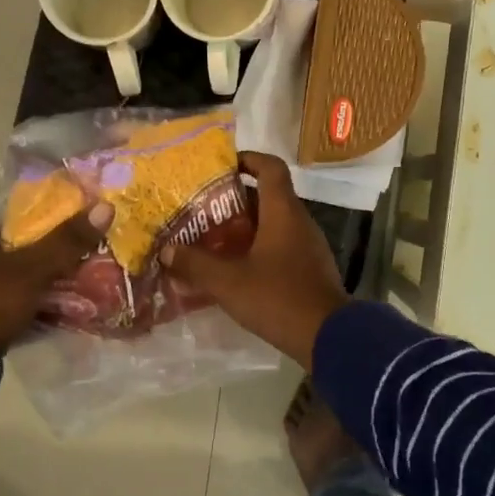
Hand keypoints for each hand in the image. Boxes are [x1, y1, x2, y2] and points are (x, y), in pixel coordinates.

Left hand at [0, 204, 112, 352]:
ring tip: (74, 288)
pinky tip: (55, 314)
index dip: (42, 225)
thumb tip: (104, 207)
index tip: (72, 233)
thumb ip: (67, 240)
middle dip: (43, 259)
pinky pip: (7, 309)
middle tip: (77, 262)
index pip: (10, 222)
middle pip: (12, 254)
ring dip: (38, 287)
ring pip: (11, 283)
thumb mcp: (33, 267)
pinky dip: (28, 310)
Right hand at [160, 153, 348, 368]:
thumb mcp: (228, 282)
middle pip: (268, 196)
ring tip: (212, 239)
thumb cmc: (278, 297)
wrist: (328, 336)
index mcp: (283, 212)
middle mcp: (299, 221)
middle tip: (203, 209)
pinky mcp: (310, 269)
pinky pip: (281, 247)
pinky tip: (235, 269)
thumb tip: (166, 250)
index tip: (222, 165)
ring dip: (245, 228)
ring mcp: (308, 246)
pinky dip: (258, 249)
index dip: (248, 159)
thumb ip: (195, 264)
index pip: (270, 167)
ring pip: (274, 224)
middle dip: (235, 200)